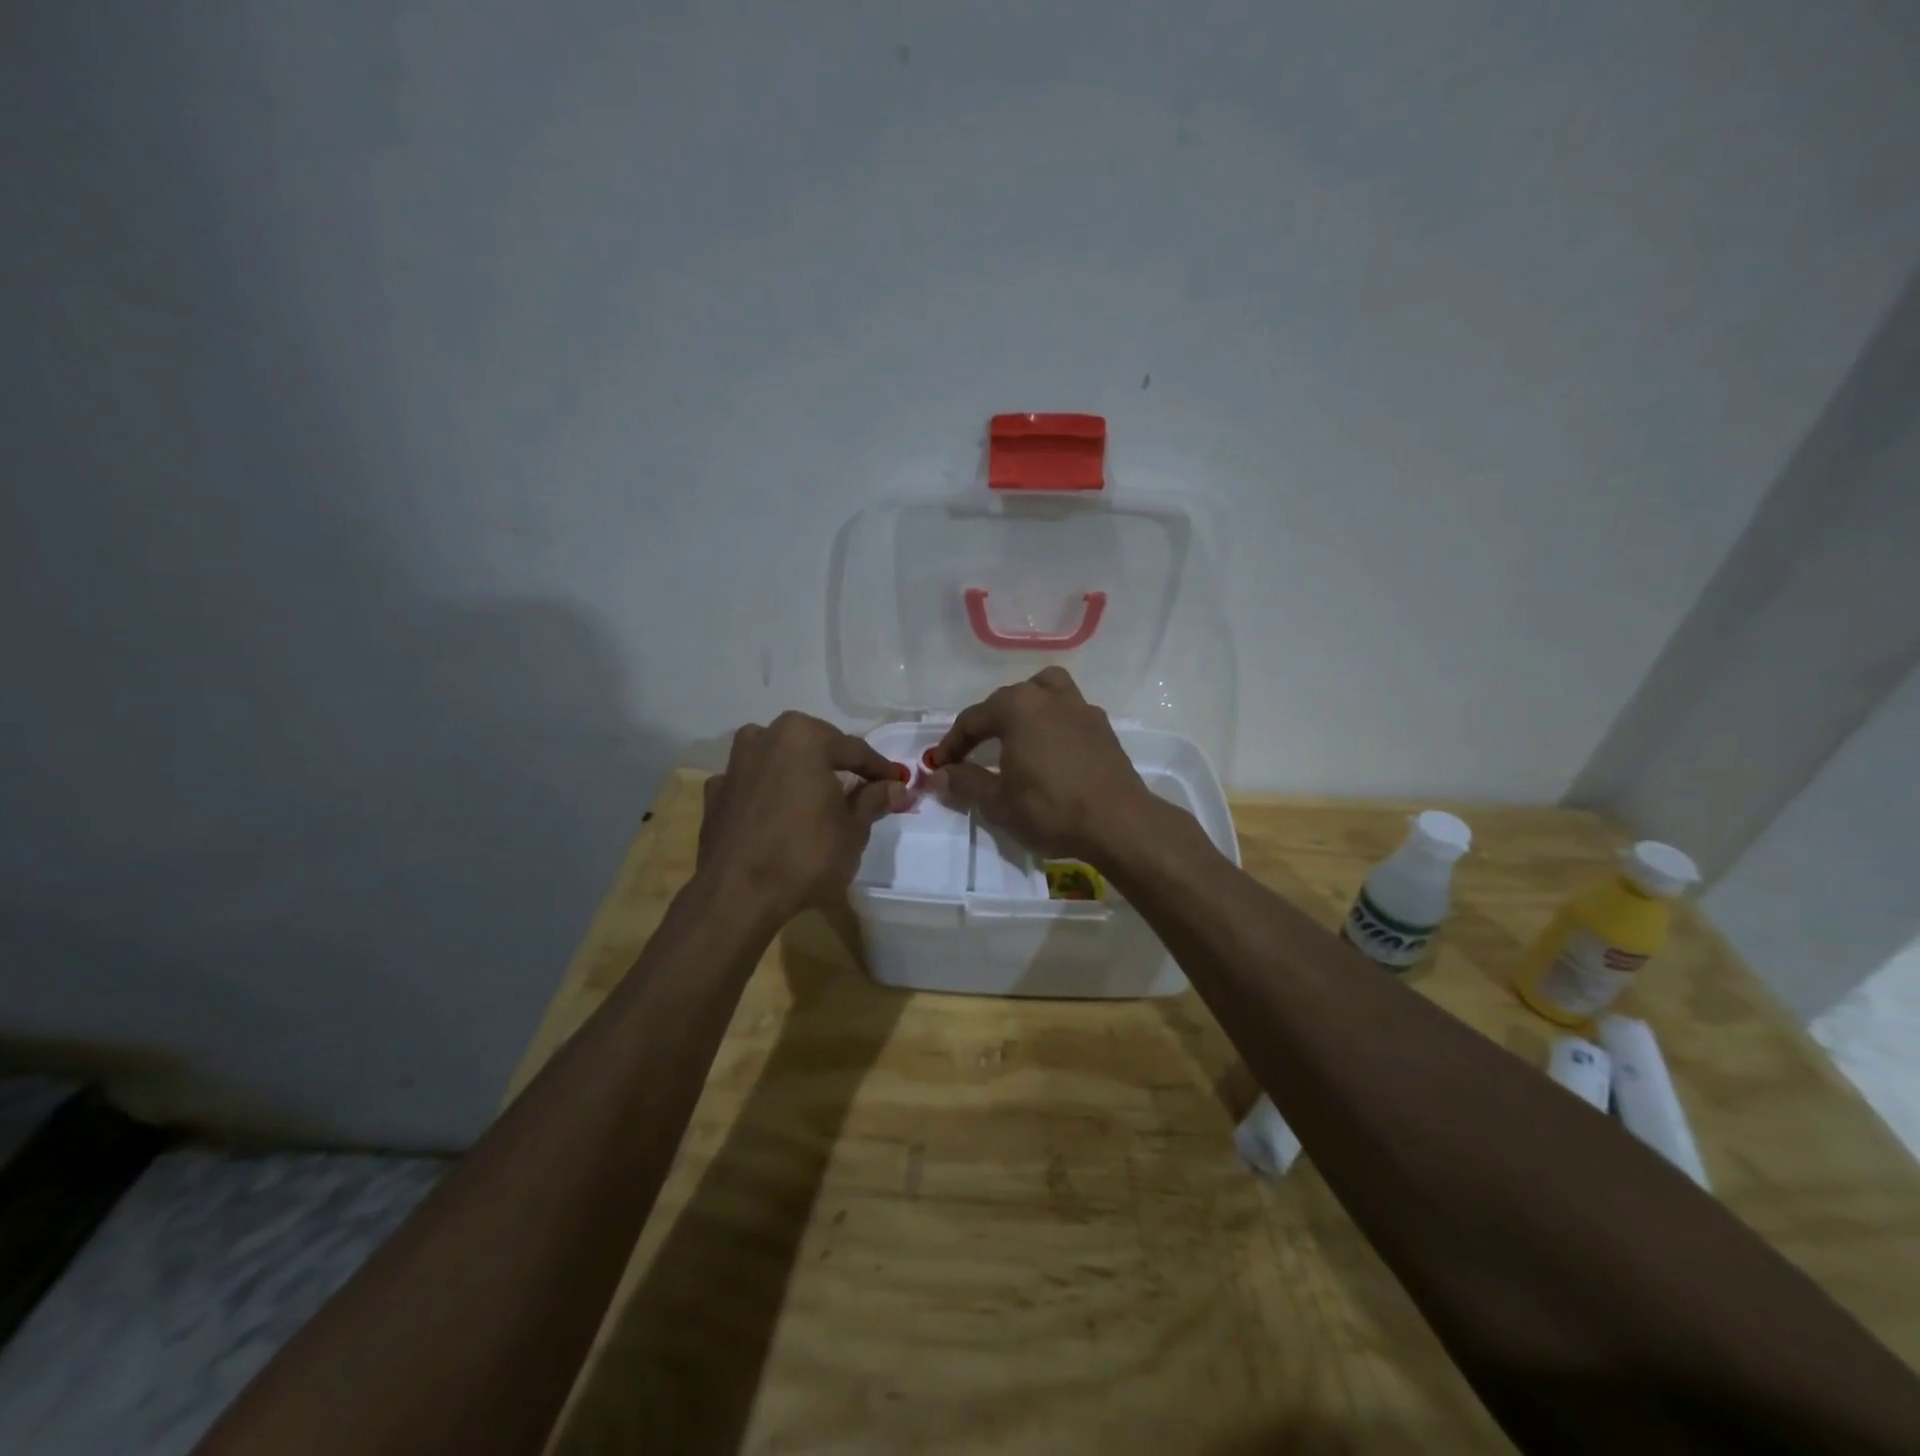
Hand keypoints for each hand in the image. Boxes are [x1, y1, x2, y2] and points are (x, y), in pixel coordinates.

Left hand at [698, 712, 910, 923]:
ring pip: (779, 760)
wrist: (737, 896)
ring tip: (817, 798)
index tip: (897, 783)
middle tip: (861, 789)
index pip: (854, 750)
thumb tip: (898, 788)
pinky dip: (768, 793)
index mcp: (803, 737)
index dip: (879, 769)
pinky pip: (753, 785)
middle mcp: (765, 737)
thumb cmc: (805, 855)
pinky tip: (778, 815)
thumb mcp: (853, 830)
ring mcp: (734, 765)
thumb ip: (874, 800)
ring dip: (799, 773)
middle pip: (814, 747)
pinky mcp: (715, 794)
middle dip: (838, 766)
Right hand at [924, 667, 1159, 865]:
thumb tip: (938, 776)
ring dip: (1024, 709)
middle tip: (970, 754)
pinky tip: (1050, 751)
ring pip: (1044, 692)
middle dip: (984, 725)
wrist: (1119, 823)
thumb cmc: (1051, 808)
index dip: (951, 744)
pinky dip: (1052, 723)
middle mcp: (1049, 696)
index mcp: (1018, 706)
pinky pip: (1068, 713)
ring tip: (1015, 735)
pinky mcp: (1103, 727)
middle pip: (1007, 701)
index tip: (939, 766)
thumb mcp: (998, 802)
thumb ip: (965, 782)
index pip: (972, 719)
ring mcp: (1081, 708)